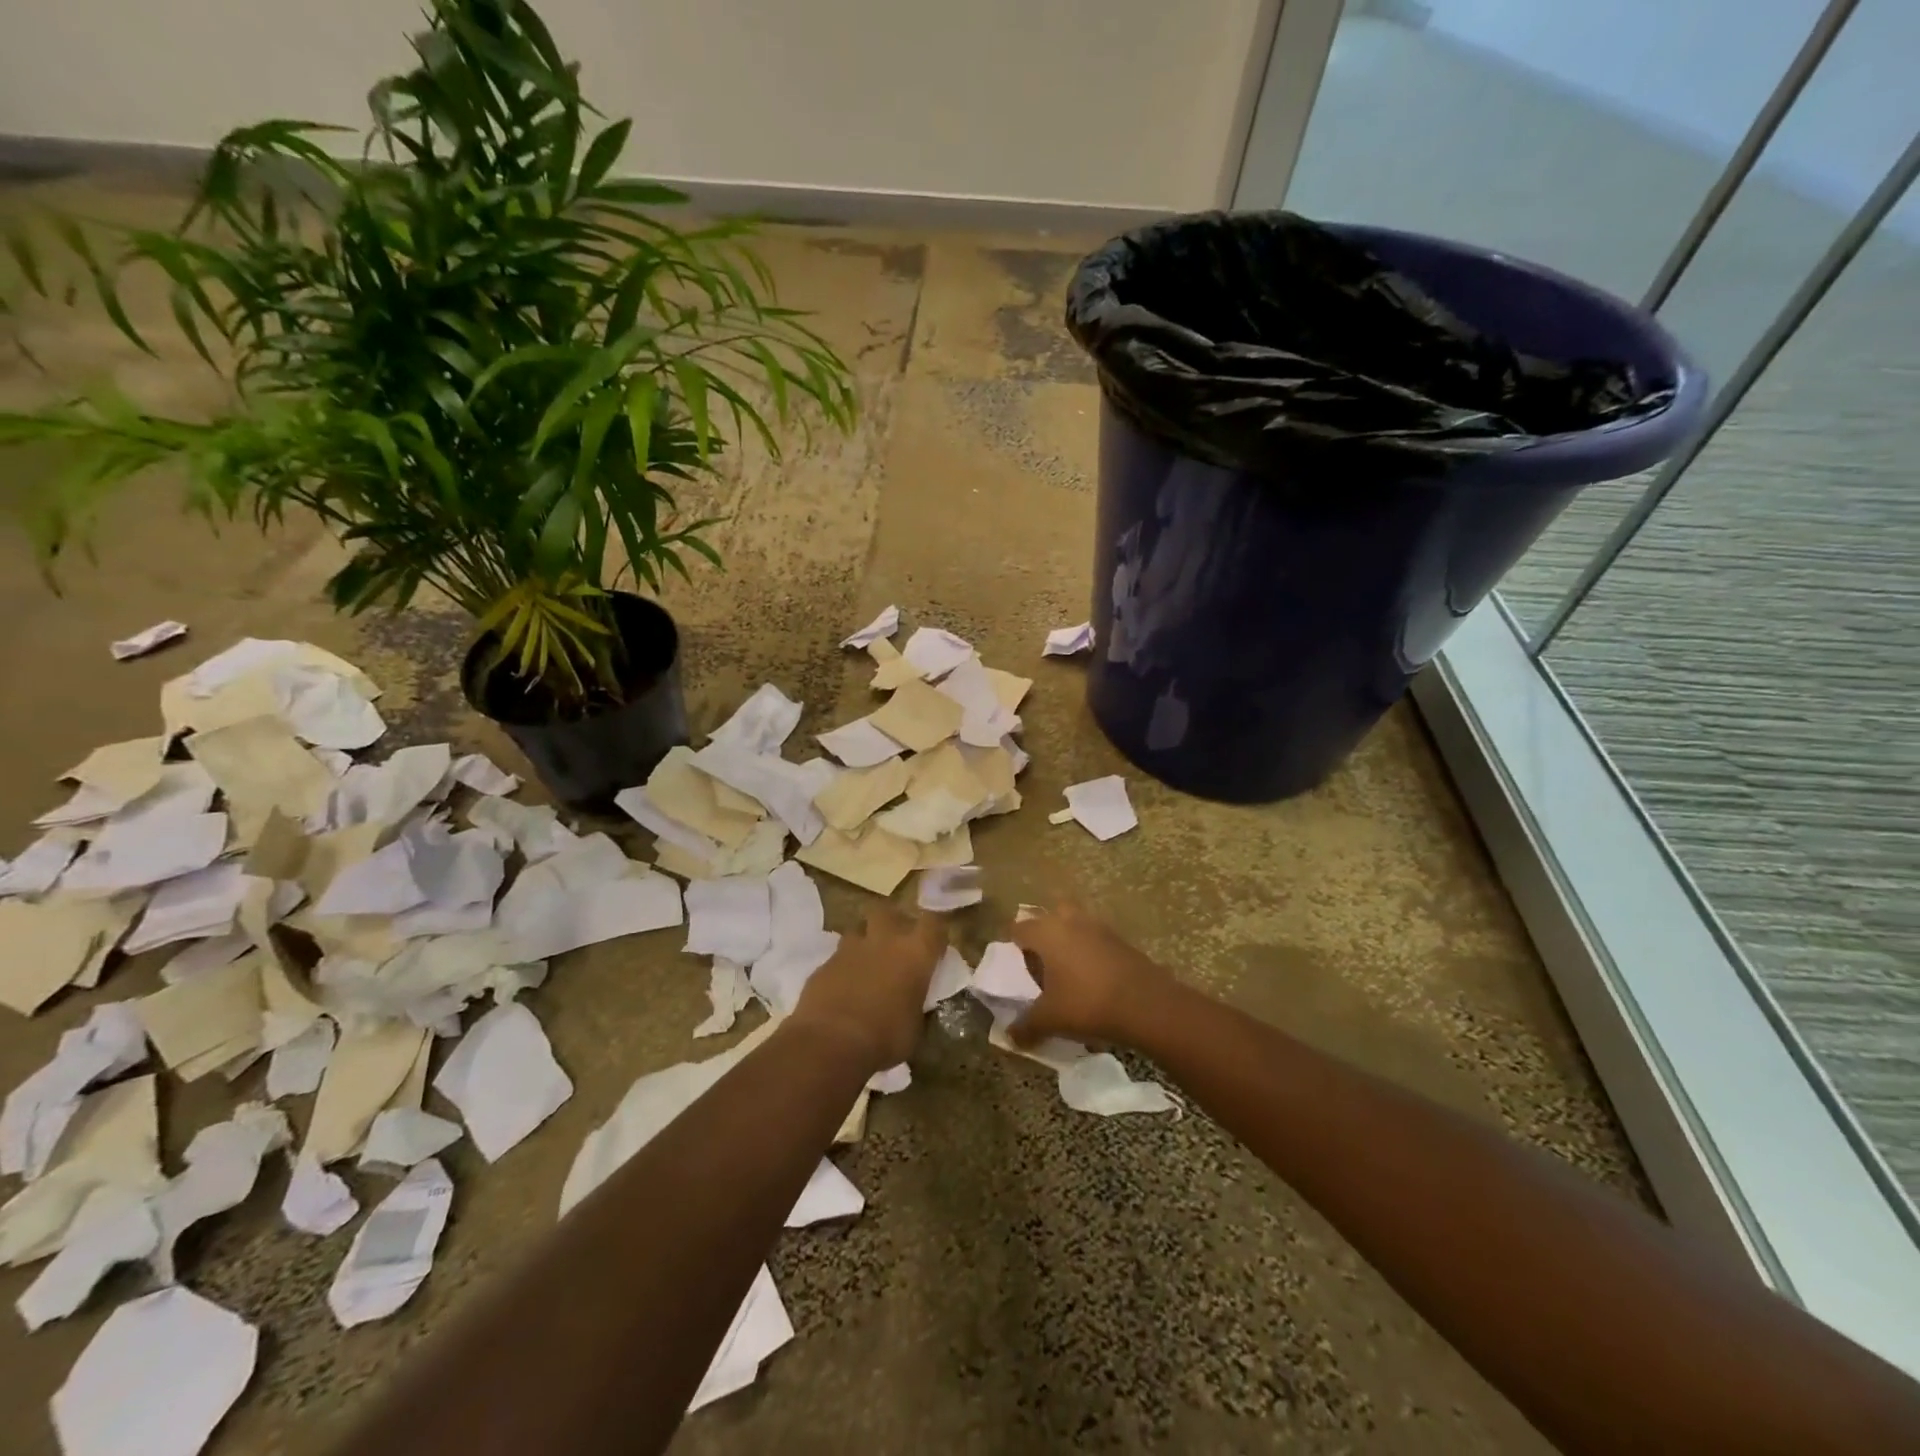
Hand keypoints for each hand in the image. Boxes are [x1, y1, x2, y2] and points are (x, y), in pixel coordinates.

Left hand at [791, 908, 946, 1073]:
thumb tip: (913, 1001)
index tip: (934, 943)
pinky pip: (836, 958)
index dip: (934, 930)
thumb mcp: (914, 1027)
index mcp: (915, 953)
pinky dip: (842, 968)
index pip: (933, 923)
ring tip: (866, 964)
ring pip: (857, 930)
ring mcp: (849, 949)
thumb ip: (915, 1003)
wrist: (830, 1044)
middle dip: (891, 921)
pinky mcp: (823, 965)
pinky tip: (842, 989)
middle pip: (887, 911)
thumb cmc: (885, 1038)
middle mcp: (883, 940)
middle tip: (894, 942)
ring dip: (863, 942)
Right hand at [1007, 900, 1174, 1048]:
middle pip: (1048, 915)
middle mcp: (1070, 921)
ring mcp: (1098, 927)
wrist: (1146, 1004)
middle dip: (1042, 932)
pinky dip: (1089, 950)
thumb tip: (1010, 1036)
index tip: (1011, 962)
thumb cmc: (1087, 1004)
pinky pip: (1095, 937)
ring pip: (1074, 922)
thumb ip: (1026, 1025)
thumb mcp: (1050, 1020)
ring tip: (1066, 969)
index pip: (1019, 927)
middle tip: (1039, 960)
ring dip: (1068, 938)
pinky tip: (1091, 976)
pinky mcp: (1120, 939)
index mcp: (1046, 933)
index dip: (1012, 942)